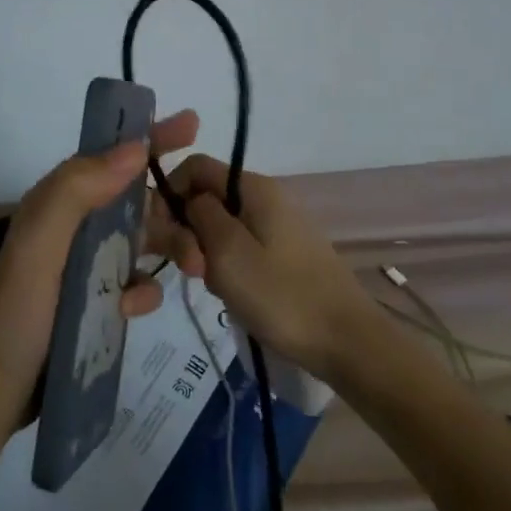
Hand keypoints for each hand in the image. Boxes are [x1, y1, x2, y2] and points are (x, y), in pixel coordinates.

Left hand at [0, 111, 199, 394]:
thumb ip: (79, 189)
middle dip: (176, 209)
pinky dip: (143, 291)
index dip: (151, 138)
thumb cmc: (20, 308)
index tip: (192, 125)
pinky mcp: (96, 298)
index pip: (112, 156)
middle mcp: (77, 224)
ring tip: (197, 270)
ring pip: (145, 241)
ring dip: (173, 249)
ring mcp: (87, 263)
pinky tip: (134, 308)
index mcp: (62, 200)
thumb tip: (135, 147)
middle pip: (139, 200)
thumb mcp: (41, 241)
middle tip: (208, 231)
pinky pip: (136, 283)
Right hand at [155, 154, 374, 379]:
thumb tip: (189, 198)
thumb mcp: (228, 252)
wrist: (347, 343)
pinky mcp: (283, 254)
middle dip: (188, 231)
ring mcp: (277, 226)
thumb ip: (199, 215)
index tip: (163, 234)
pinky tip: (233, 294)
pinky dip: (227, 267)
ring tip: (216, 287)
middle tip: (193, 271)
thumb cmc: (282, 295)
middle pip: (207, 198)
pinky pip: (240, 248)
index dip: (170, 194)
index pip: (195, 167)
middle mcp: (266, 197)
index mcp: (254, 187)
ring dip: (207, 254)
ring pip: (220, 227)